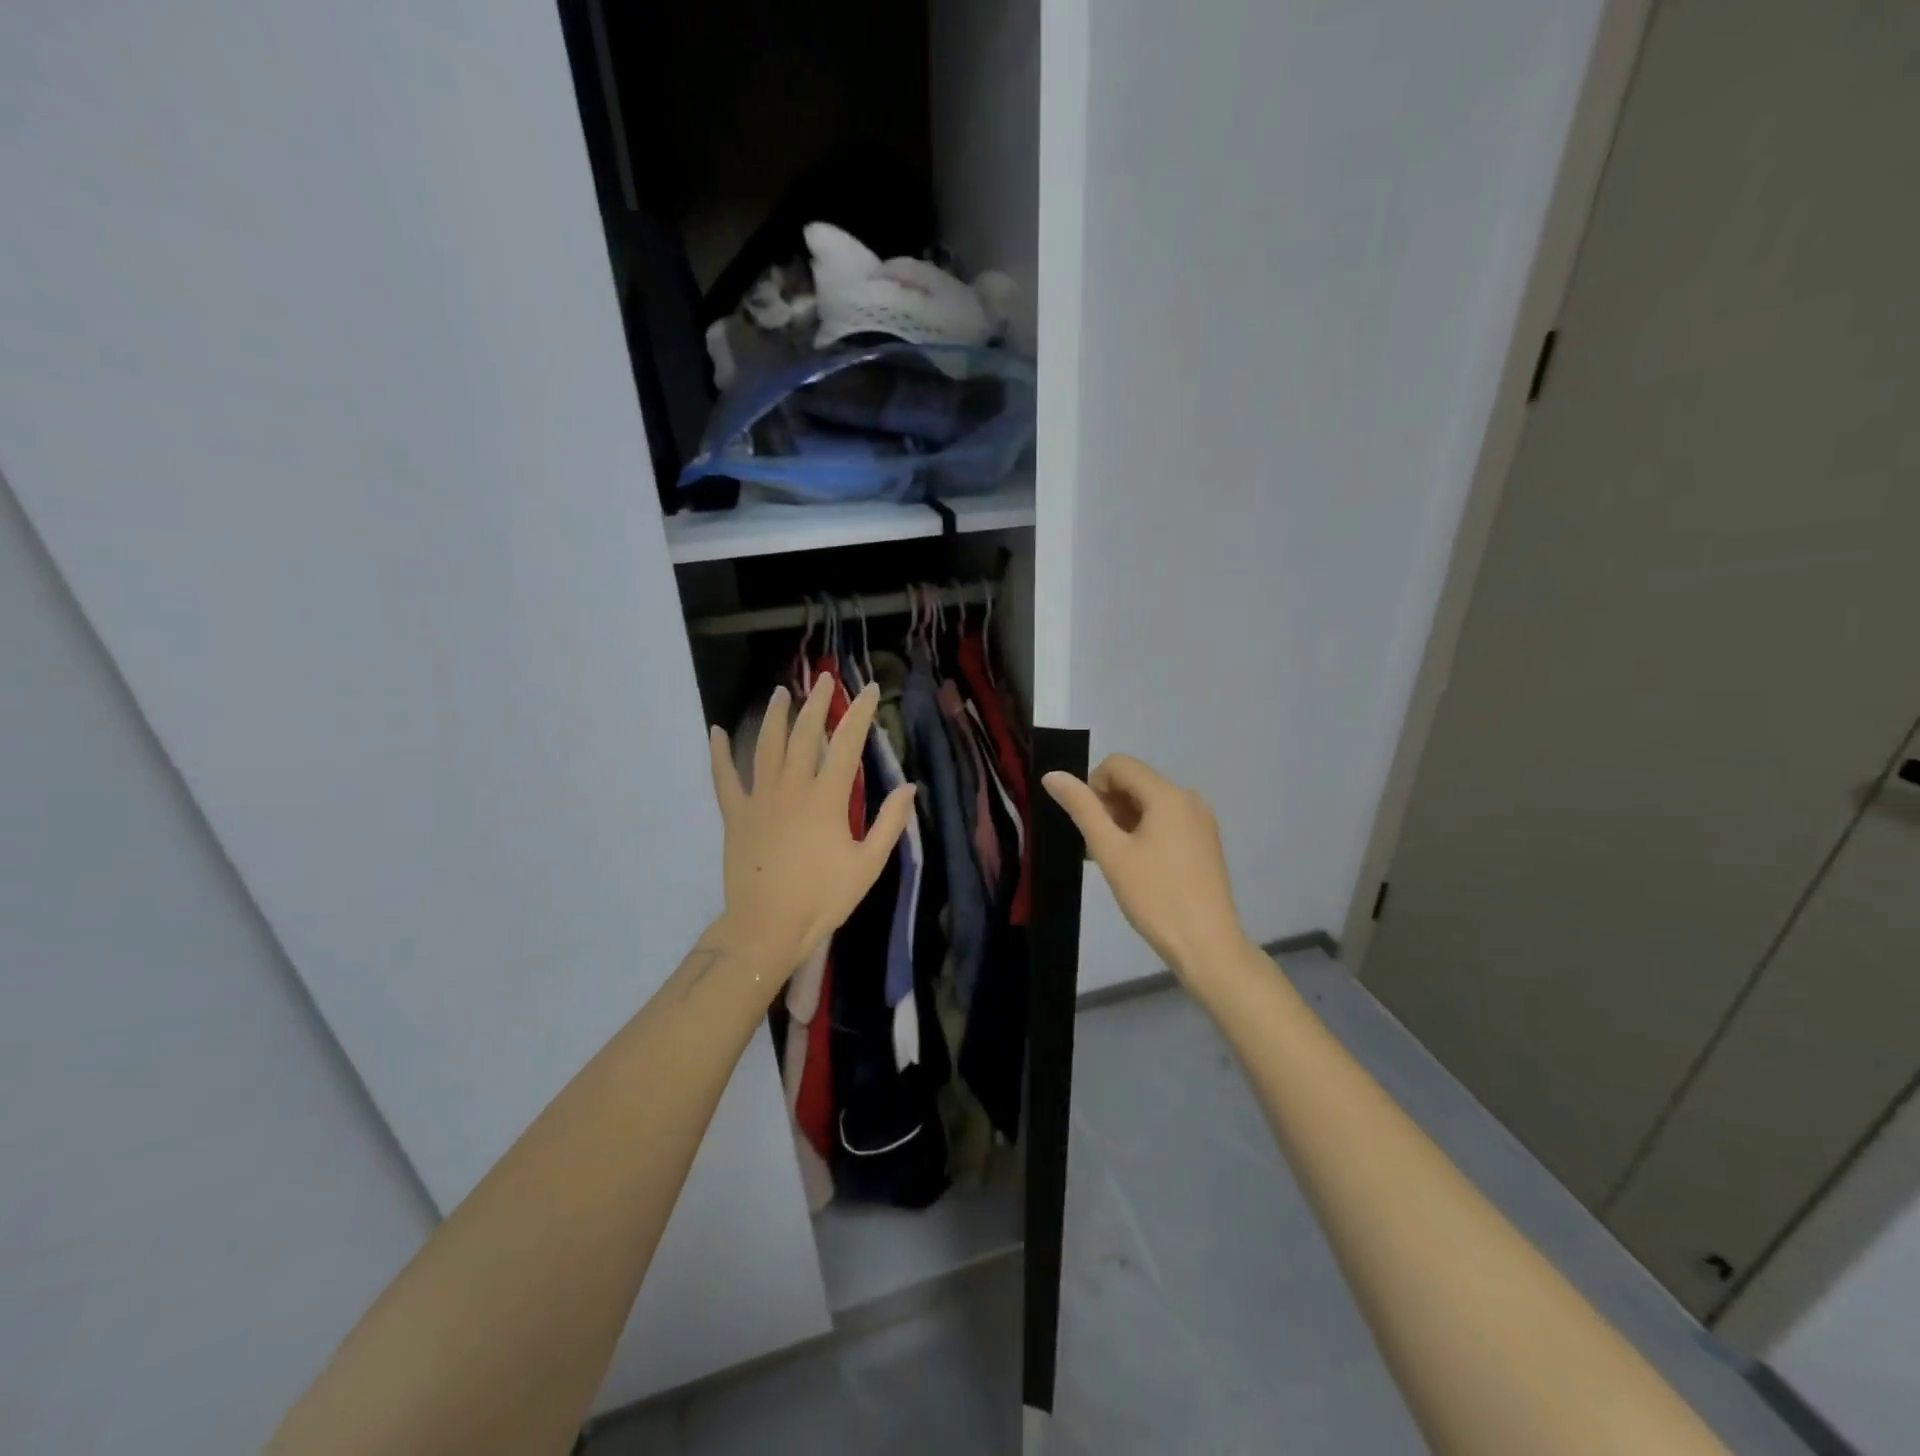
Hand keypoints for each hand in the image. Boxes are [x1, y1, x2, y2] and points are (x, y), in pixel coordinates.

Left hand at [708, 676, 915, 983]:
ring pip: (766, 746)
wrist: (767, 927)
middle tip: (824, 680)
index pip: (847, 744)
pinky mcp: (736, 814)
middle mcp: (792, 787)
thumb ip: (890, 823)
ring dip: (775, 716)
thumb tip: (908, 786)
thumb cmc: (822, 898)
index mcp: (826, 798)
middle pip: (805, 735)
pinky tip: (717, 731)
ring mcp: (759, 798)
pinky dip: (719, 753)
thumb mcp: (868, 865)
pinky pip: (724, 777)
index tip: (868, 689)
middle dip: (817, 704)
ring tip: (781, 692)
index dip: (859, 713)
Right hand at [1043, 755, 1249, 987]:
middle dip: (1108, 805)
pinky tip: (1137, 866)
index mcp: (1168, 795)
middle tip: (1099, 847)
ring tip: (1114, 860)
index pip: (1119, 764)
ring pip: (1150, 803)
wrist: (1207, 945)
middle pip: (1136, 782)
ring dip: (1124, 820)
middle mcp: (1189, 798)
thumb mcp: (1111, 851)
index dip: (1093, 786)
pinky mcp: (1205, 842)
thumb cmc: (1155, 897)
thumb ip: (1082, 808)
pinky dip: (1144, 831)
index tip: (1087, 824)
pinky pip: (1167, 820)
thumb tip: (1053, 775)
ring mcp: (1201, 821)